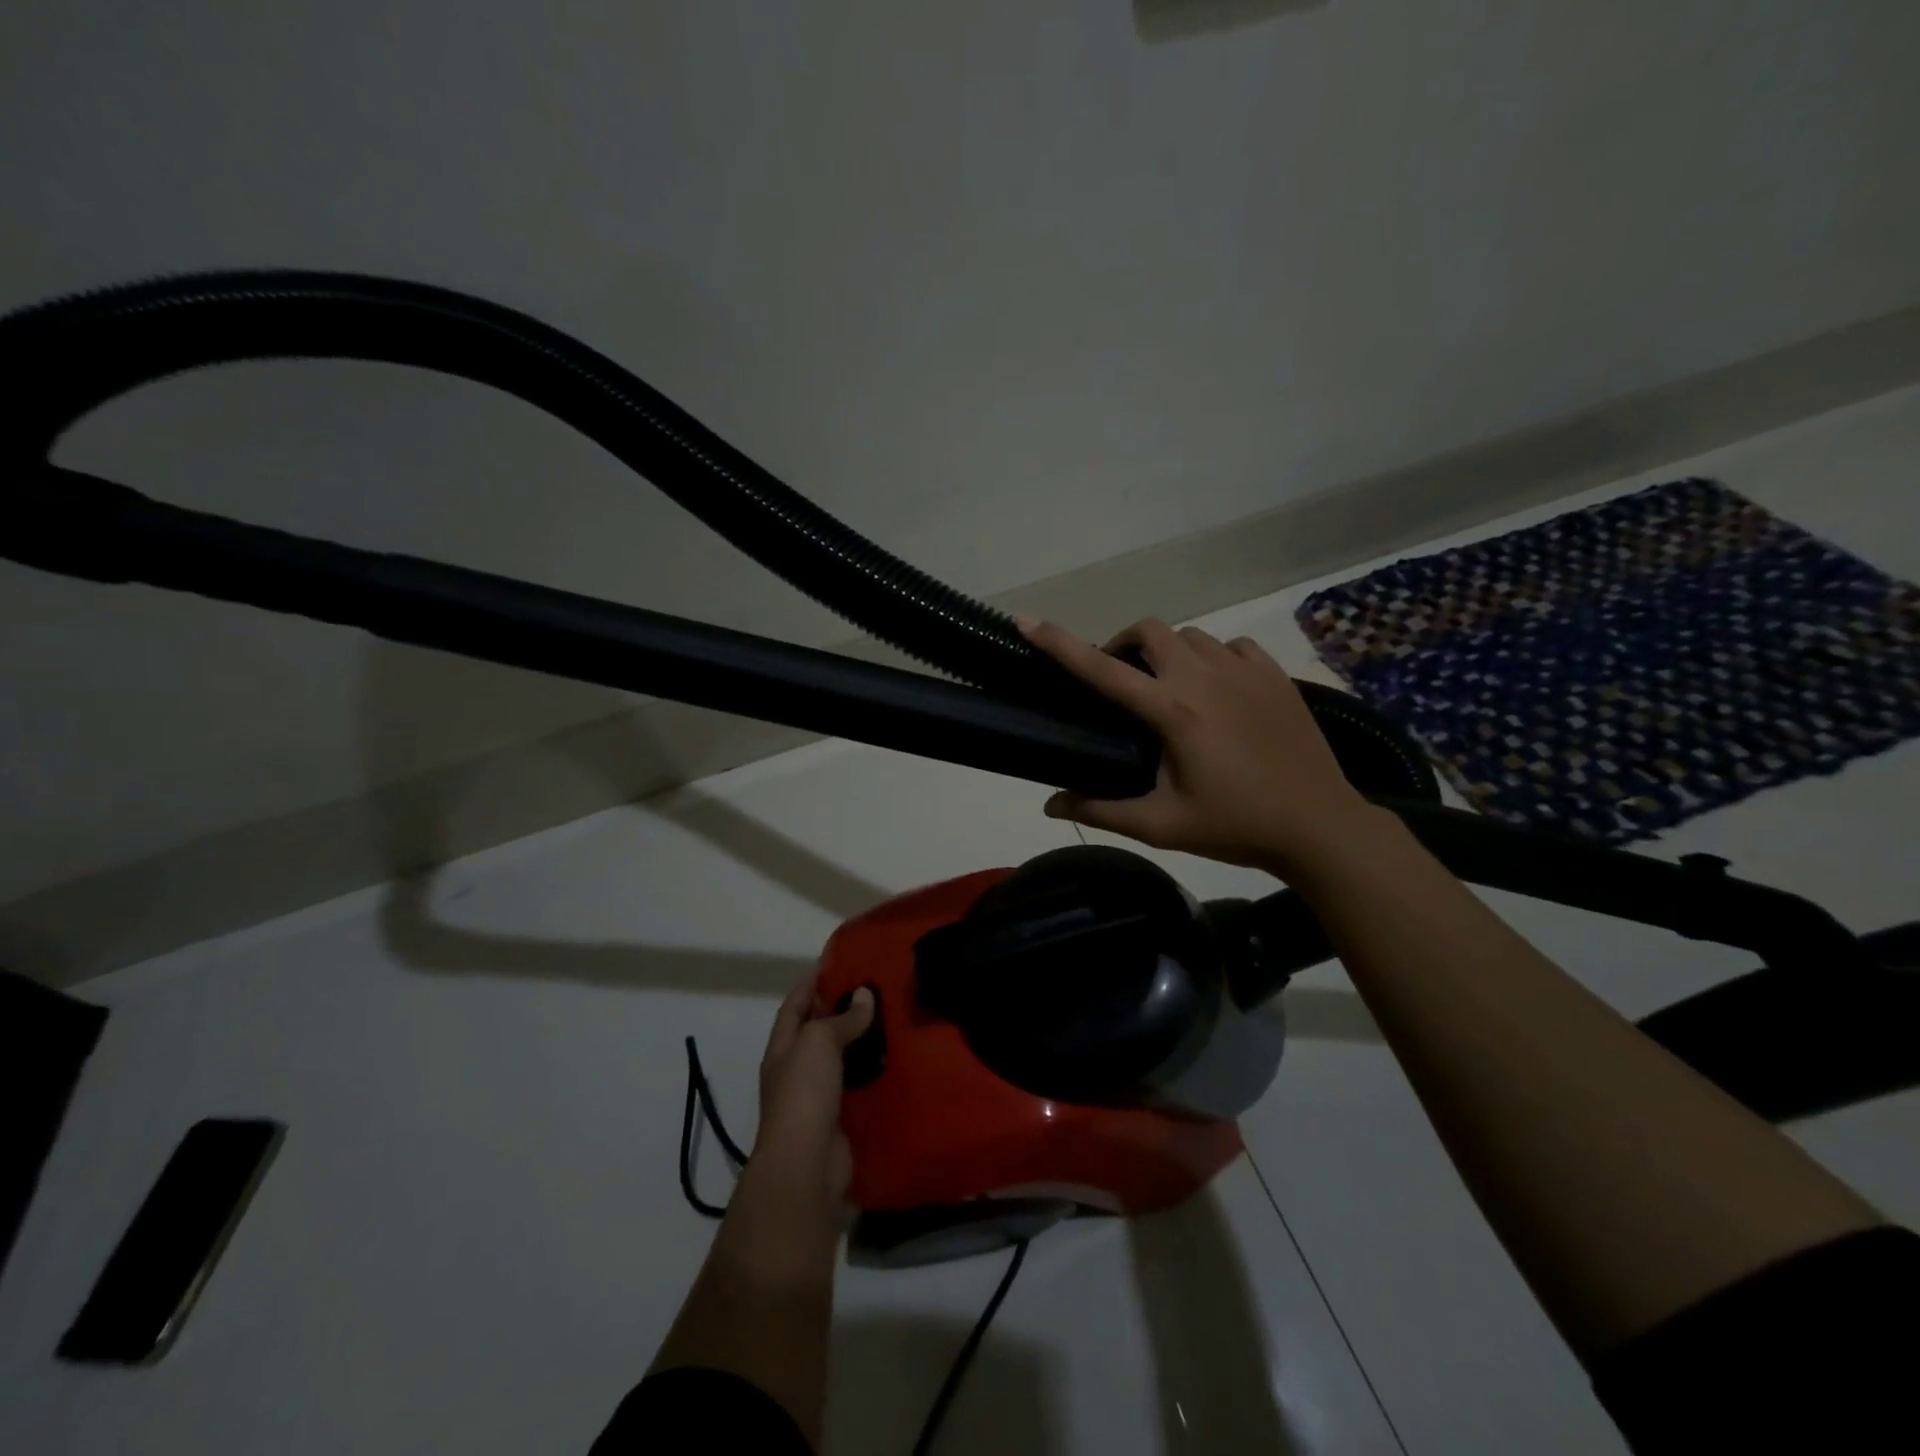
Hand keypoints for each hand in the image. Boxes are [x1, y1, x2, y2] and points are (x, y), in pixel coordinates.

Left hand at [750, 977, 874, 1212]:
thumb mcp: (818, 1042)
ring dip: (864, 1042)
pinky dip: (876, 1074)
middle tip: (879, 989)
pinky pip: (860, 1088)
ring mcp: (818, 1098)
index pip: (795, 1005)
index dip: (813, 982)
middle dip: (843, 1010)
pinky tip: (899, 1061)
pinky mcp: (841, 1121)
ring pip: (843, 1060)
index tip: (841, 962)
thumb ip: (842, 1018)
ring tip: (895, 1019)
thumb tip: (865, 995)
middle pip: (819, 1032)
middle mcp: (796, 1070)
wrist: (806, 1166)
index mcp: (782, 1048)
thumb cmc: (803, 1094)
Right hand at [1019, 616, 1381, 873]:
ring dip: (1168, 652)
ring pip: (1191, 635)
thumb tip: (1050, 806)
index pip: (1103, 669)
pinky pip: (1232, 646)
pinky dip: (1212, 656)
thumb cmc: (1235, 827)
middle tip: (1120, 680)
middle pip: (1150, 630)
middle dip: (1124, 644)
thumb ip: (1102, 809)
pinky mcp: (1276, 675)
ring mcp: (1246, 671)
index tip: (1027, 621)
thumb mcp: (1161, 825)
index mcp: (1173, 712)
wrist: (1319, 826)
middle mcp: (1205, 678)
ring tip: (1168, 688)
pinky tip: (1216, 688)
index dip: (1060, 644)